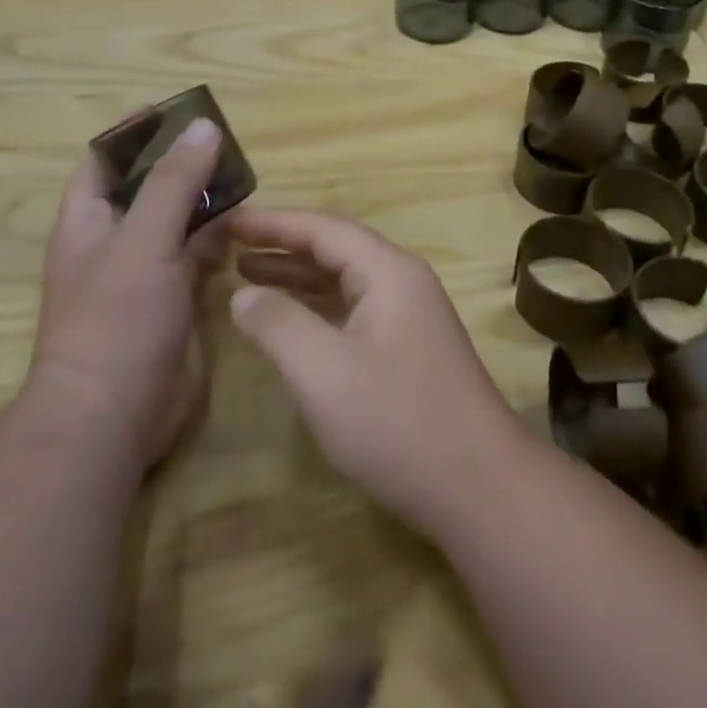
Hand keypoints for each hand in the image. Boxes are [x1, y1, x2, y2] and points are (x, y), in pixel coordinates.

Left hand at [31, 118, 225, 467]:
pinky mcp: (176, 299)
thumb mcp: (143, 240)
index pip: (104, 160)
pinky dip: (220, 237)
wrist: (114, 413)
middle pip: (149, 187)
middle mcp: (116, 241)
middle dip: (181, 163)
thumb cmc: (115, 317)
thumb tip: (203, 127)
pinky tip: (247, 224)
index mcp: (89, 221)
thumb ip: (174, 183)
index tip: (174, 110)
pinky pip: (199, 255)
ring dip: (206, 199)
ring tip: (245, 174)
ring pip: (179, 221)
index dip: (133, 133)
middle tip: (225, 142)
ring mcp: (147, 272)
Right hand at [226, 207, 529, 532]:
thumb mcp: (323, 372)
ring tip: (245, 274)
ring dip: (297, 276)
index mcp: (388, 271)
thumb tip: (243, 294)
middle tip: (228, 244)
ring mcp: (409, 316)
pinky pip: (353, 310)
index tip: (226, 220)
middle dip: (282, 244)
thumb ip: (278, 324)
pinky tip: (288, 321)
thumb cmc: (397, 422)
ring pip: (344, 281)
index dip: (272, 222)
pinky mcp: (408, 349)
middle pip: (336, 248)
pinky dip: (317, 308)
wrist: (479, 487)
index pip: (323, 228)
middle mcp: (402, 282)